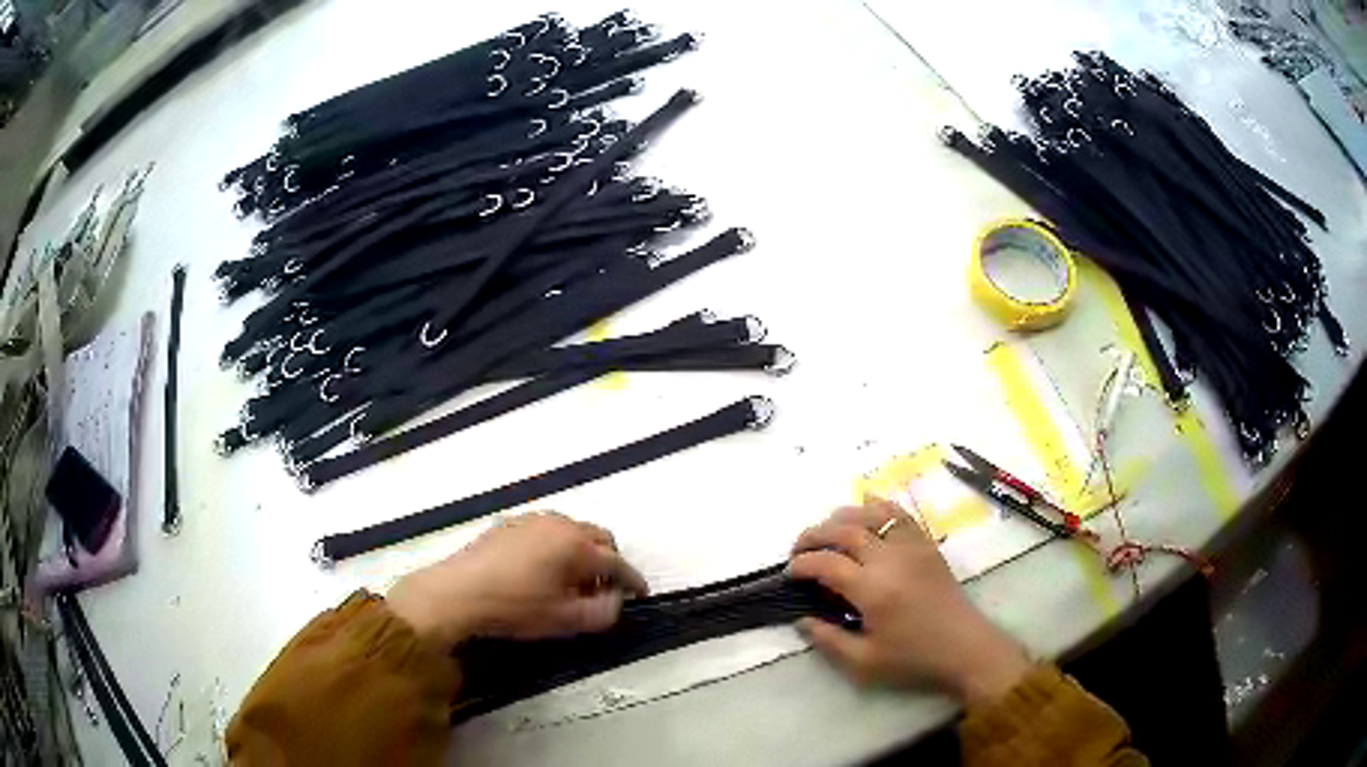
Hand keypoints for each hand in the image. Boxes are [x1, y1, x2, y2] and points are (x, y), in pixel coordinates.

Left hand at [387, 512, 647, 648]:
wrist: (458, 593)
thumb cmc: (515, 608)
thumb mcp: (565, 621)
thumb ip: (602, 612)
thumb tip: (616, 601)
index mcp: (578, 547)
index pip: (618, 563)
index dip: (633, 581)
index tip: (640, 595)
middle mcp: (561, 525)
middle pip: (600, 538)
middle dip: (609, 561)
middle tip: (603, 589)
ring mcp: (533, 520)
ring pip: (573, 530)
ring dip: (582, 551)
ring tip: (571, 579)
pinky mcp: (510, 523)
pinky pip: (547, 530)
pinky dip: (556, 545)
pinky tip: (541, 569)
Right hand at [789, 498, 1031, 705]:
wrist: (965, 648)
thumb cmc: (914, 660)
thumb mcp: (864, 663)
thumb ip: (828, 640)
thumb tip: (801, 619)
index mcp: (872, 590)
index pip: (826, 563)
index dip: (802, 564)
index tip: (789, 573)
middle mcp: (890, 559)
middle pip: (844, 530)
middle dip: (814, 535)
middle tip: (798, 549)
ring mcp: (911, 547)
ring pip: (870, 514)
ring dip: (841, 516)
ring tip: (826, 531)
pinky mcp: (927, 545)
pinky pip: (900, 514)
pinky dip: (878, 506)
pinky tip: (865, 509)